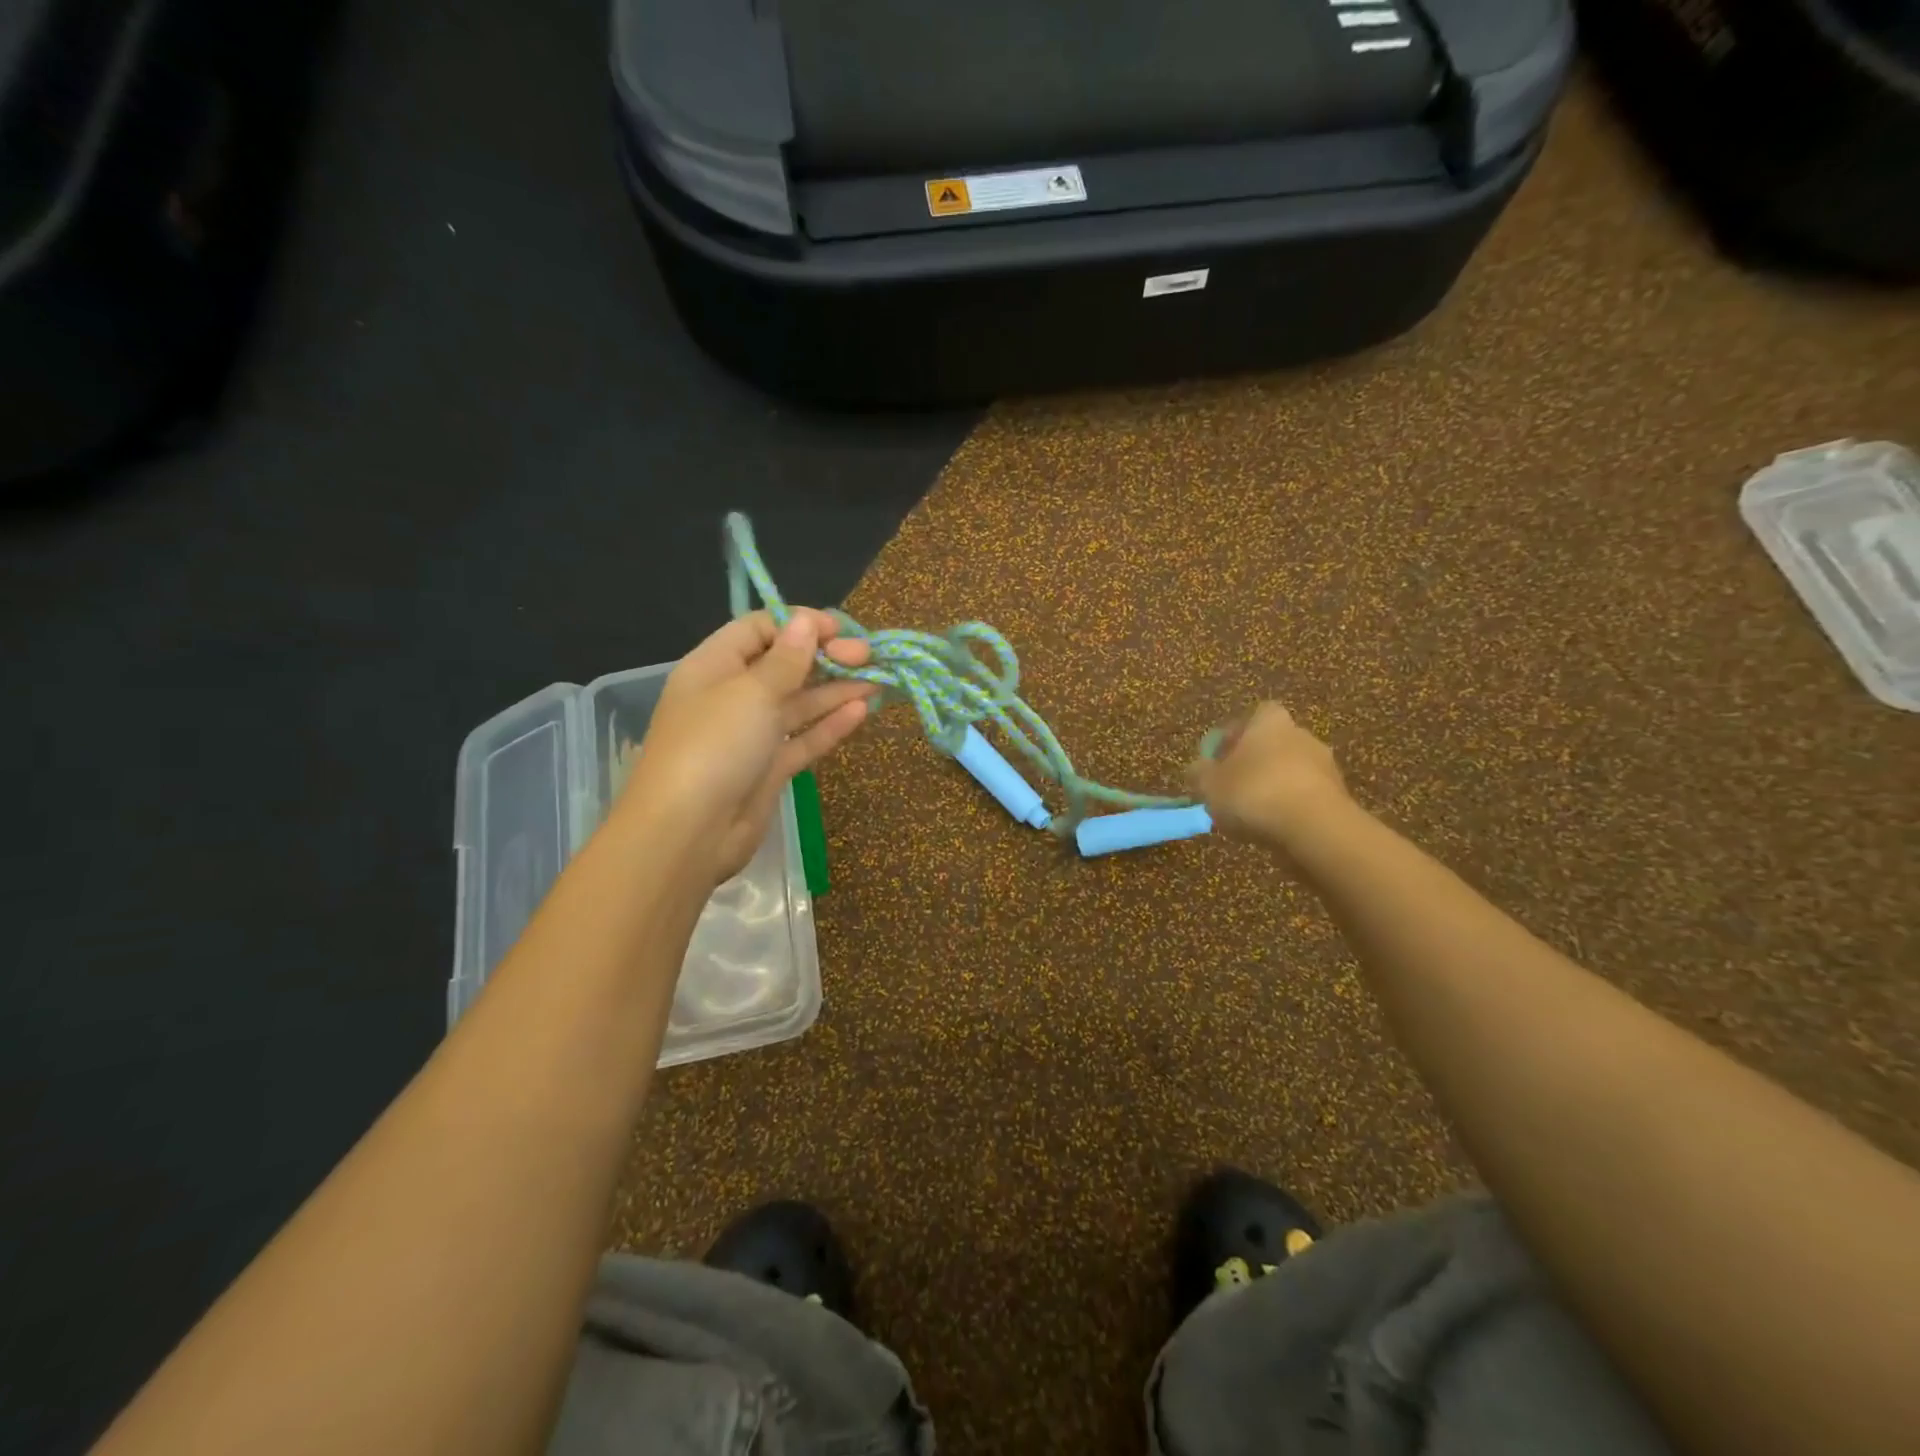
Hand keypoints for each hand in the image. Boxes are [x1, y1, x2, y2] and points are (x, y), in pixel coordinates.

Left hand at [624, 609, 876, 882]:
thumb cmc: (714, 746)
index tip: (840, 630)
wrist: (689, 832)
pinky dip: (829, 725)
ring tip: (879, 680)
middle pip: (783, 665)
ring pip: (798, 704)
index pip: (759, 629)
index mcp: (714, 666)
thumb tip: (806, 620)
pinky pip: (802, 739)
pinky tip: (861, 712)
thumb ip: (786, 658)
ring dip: (835, 690)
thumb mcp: (751, 692)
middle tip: (867, 657)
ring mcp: (750, 735)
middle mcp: (732, 695)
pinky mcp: (767, 769)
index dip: (800, 624)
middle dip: (825, 657)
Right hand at [1187, 702, 1350, 851]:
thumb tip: (1197, 768)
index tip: (1219, 758)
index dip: (1235, 735)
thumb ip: (1199, 773)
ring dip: (1274, 786)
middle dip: (1254, 762)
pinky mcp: (1339, 796)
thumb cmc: (1254, 793)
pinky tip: (1275, 827)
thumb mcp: (1209, 785)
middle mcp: (1301, 734)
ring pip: (1291, 770)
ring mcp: (1325, 765)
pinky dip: (1291, 807)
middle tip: (1233, 787)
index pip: (1253, 716)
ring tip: (1252, 814)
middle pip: (1273, 743)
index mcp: (1270, 722)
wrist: (1315, 829)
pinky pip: (1306, 795)